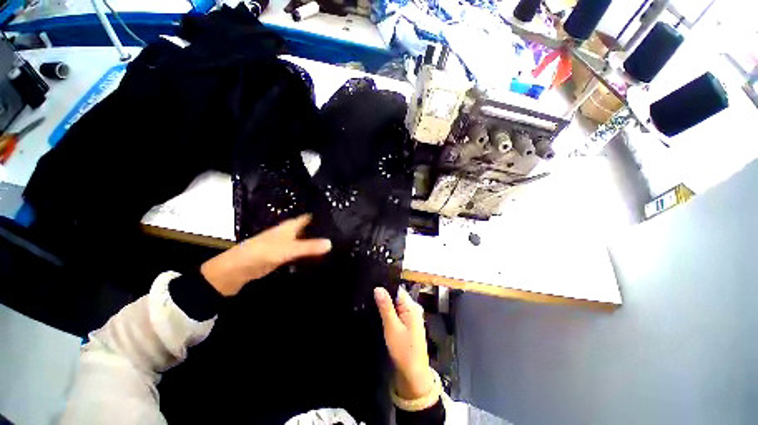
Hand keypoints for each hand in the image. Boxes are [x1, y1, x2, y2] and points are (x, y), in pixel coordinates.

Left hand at [201, 214, 330, 295]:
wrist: (240, 269)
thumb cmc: (264, 252)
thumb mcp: (289, 248)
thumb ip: (309, 246)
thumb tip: (331, 243)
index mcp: (292, 225)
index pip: (311, 217)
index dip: (323, 216)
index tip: (339, 217)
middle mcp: (292, 232)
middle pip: (311, 229)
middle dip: (324, 231)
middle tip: (342, 233)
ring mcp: (289, 244)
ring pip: (307, 241)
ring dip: (318, 243)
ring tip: (337, 244)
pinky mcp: (286, 255)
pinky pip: (302, 252)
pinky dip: (311, 253)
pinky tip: (322, 256)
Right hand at [374, 286, 434, 399]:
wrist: (414, 374)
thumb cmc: (404, 350)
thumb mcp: (392, 327)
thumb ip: (385, 307)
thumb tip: (378, 288)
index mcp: (412, 306)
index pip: (397, 289)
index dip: (385, 288)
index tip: (372, 288)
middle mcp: (414, 308)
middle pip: (396, 296)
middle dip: (385, 297)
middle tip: (370, 298)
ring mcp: (412, 316)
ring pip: (396, 304)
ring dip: (387, 306)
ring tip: (372, 306)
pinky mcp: (409, 323)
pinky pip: (398, 312)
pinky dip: (390, 313)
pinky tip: (381, 316)